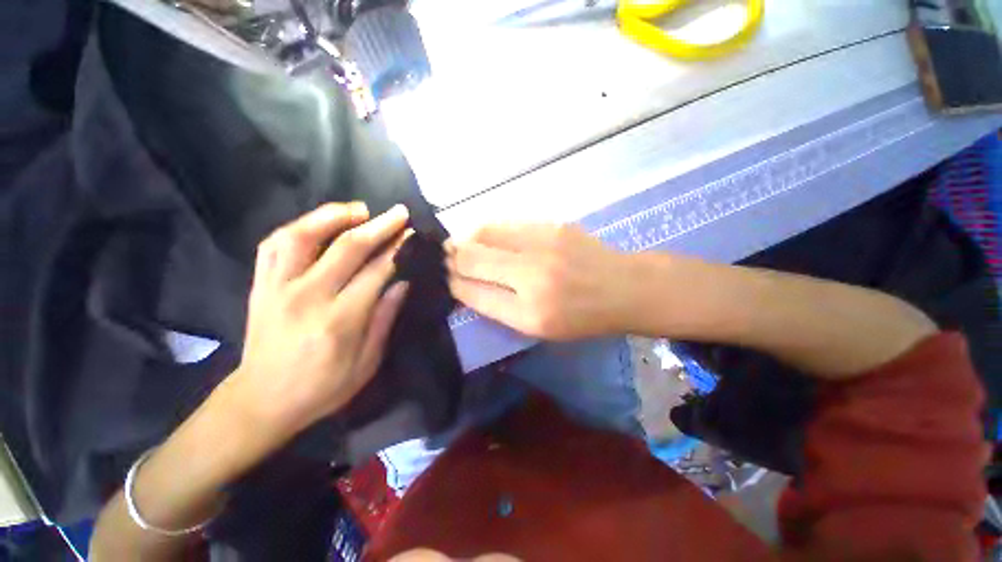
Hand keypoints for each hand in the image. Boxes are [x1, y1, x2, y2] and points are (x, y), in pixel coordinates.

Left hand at [229, 202, 410, 440]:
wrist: (262, 400)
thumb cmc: (322, 387)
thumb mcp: (366, 363)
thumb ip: (385, 319)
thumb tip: (403, 282)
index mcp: (339, 320)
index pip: (376, 272)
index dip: (397, 249)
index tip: (412, 235)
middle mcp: (306, 296)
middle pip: (346, 247)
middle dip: (378, 226)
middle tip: (399, 213)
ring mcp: (277, 287)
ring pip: (302, 235)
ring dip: (334, 215)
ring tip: (359, 209)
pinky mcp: (259, 286)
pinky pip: (273, 244)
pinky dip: (298, 226)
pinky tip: (318, 223)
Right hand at [446, 223, 632, 339]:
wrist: (624, 287)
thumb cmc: (581, 317)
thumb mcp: (538, 327)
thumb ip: (498, 307)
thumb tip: (464, 284)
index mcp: (530, 312)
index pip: (473, 292)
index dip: (453, 284)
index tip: (445, 278)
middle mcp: (533, 275)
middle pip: (472, 258)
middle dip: (451, 258)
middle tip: (444, 258)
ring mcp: (543, 243)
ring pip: (484, 233)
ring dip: (466, 239)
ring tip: (459, 245)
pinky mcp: (552, 224)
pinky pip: (506, 224)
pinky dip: (488, 230)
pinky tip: (485, 237)